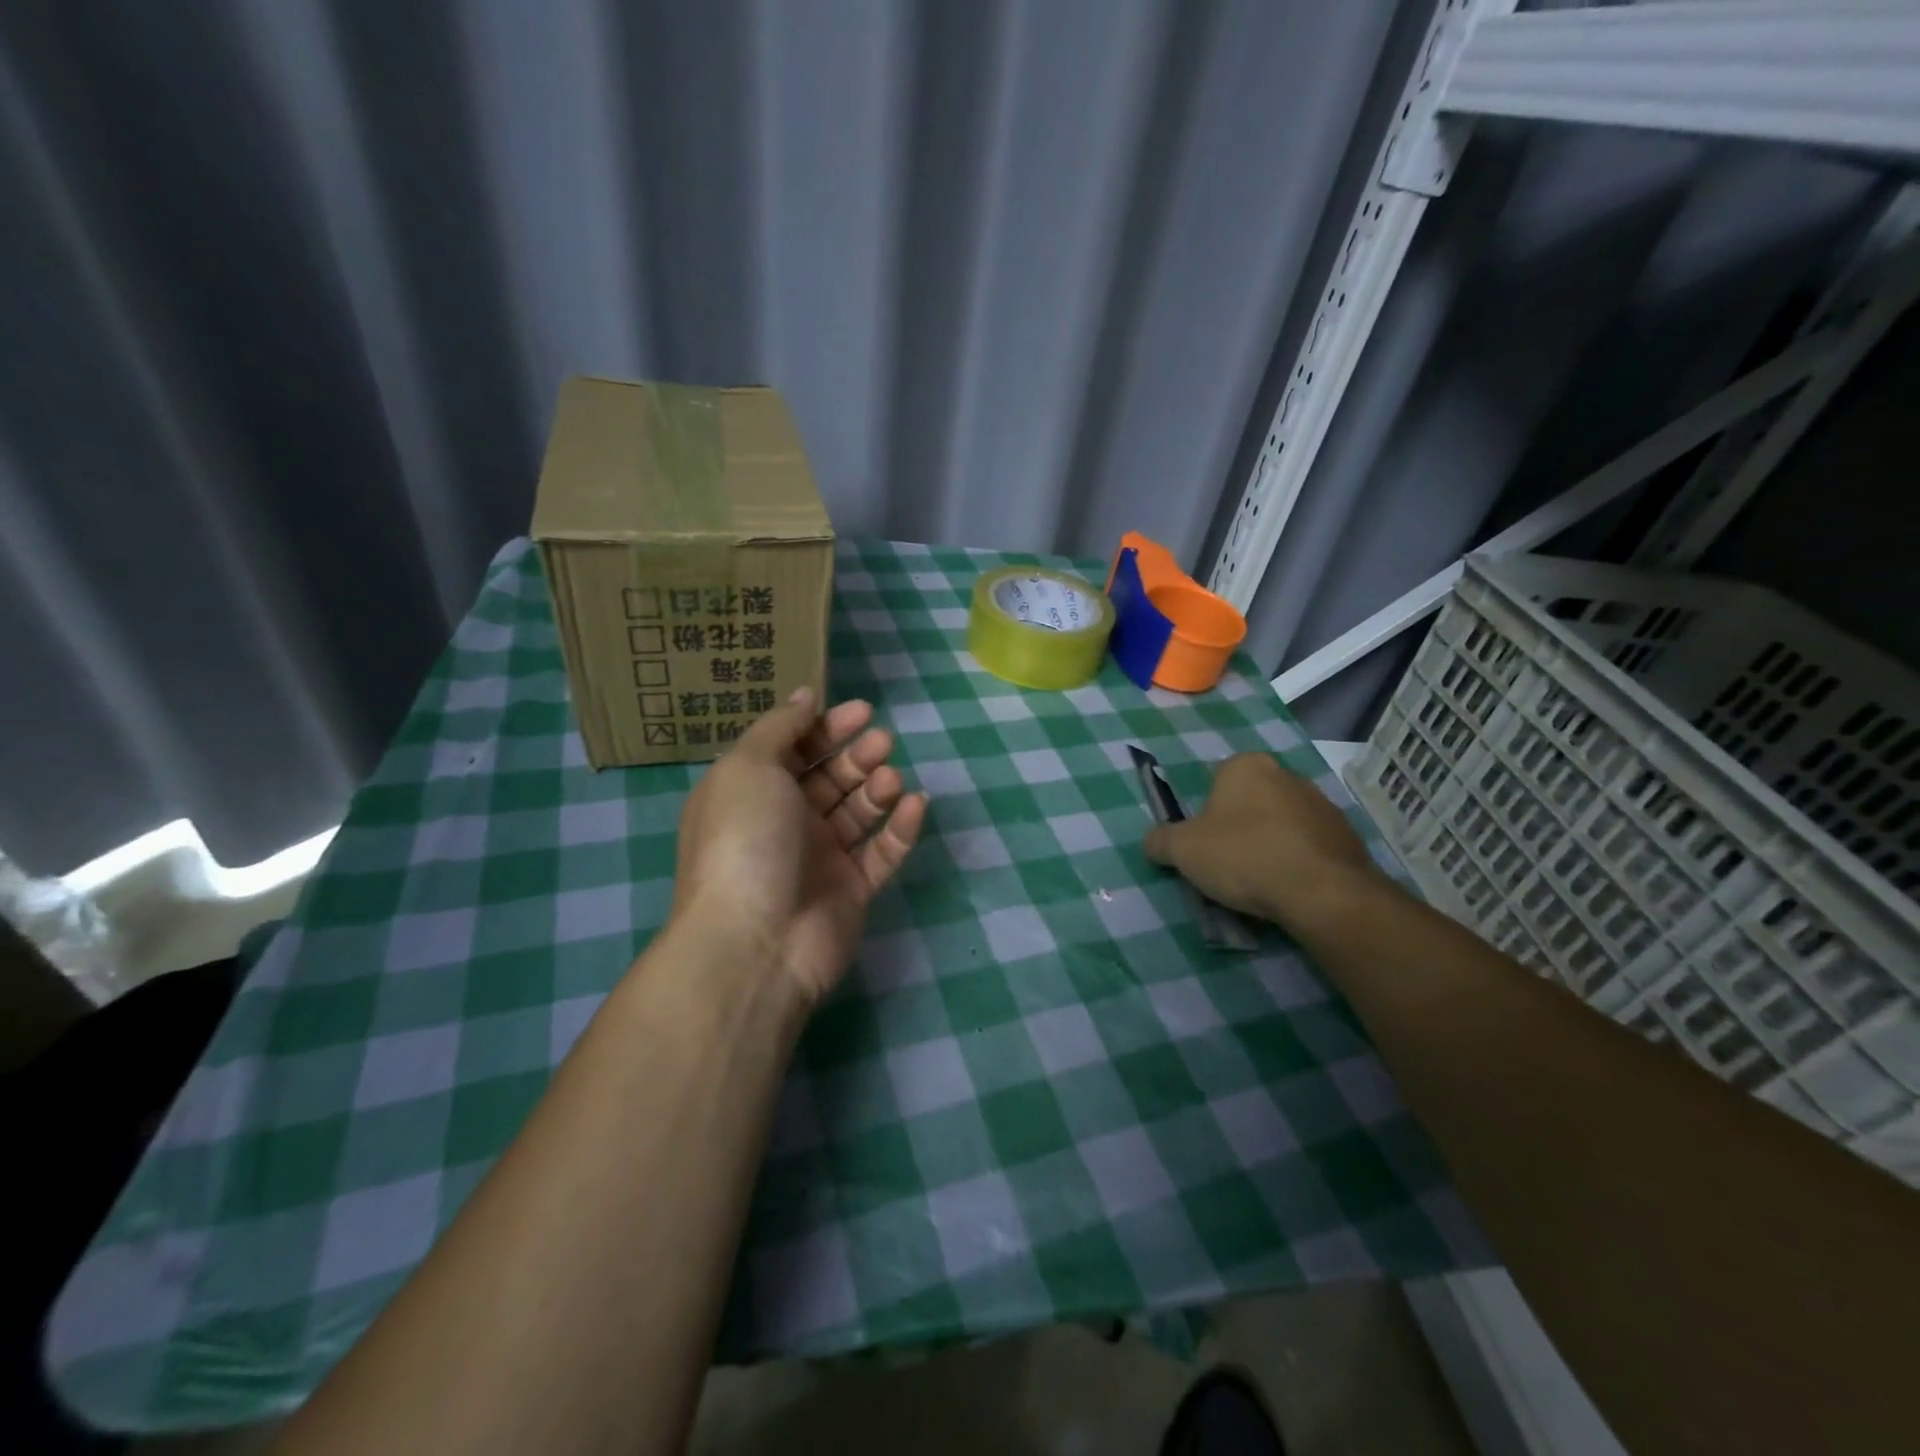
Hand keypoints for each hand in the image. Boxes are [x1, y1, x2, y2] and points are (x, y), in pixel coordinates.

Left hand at [671, 688, 927, 1004]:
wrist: (755, 942)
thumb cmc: (745, 840)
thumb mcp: (748, 767)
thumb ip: (779, 727)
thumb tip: (804, 695)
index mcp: (753, 792)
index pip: (793, 749)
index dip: (825, 726)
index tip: (859, 710)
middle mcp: (785, 822)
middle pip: (829, 777)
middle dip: (856, 754)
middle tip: (881, 740)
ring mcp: (820, 858)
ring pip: (858, 811)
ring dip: (877, 787)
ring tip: (888, 778)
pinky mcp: (852, 889)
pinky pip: (882, 851)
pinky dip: (900, 827)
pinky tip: (915, 804)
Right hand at [1142, 752, 1383, 933]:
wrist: (1321, 892)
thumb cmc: (1244, 856)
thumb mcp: (1182, 850)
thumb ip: (1160, 841)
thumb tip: (1152, 842)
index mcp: (1247, 766)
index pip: (1217, 782)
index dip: (1206, 815)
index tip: (1205, 844)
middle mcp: (1287, 774)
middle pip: (1251, 802)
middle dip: (1240, 828)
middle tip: (1228, 864)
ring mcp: (1323, 804)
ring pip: (1282, 824)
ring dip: (1271, 845)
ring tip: (1261, 883)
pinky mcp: (1348, 836)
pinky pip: (1310, 847)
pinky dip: (1299, 862)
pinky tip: (1290, 889)